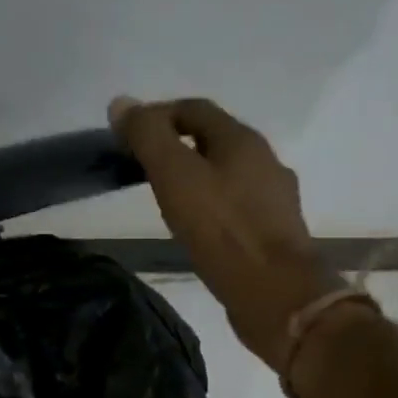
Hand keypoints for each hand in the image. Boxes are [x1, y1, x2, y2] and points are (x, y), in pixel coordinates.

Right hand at [110, 96, 344, 370]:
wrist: (275, 293)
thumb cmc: (222, 230)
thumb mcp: (175, 176)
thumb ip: (148, 137)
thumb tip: (121, 103)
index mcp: (242, 139)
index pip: (194, 109)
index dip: (158, 114)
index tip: (128, 135)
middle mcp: (265, 160)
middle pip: (214, 140)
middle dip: (177, 145)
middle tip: (142, 167)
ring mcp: (274, 198)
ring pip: (227, 174)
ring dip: (196, 177)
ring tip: (166, 199)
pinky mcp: (274, 232)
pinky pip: (236, 206)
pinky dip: (212, 206)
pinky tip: (197, 228)